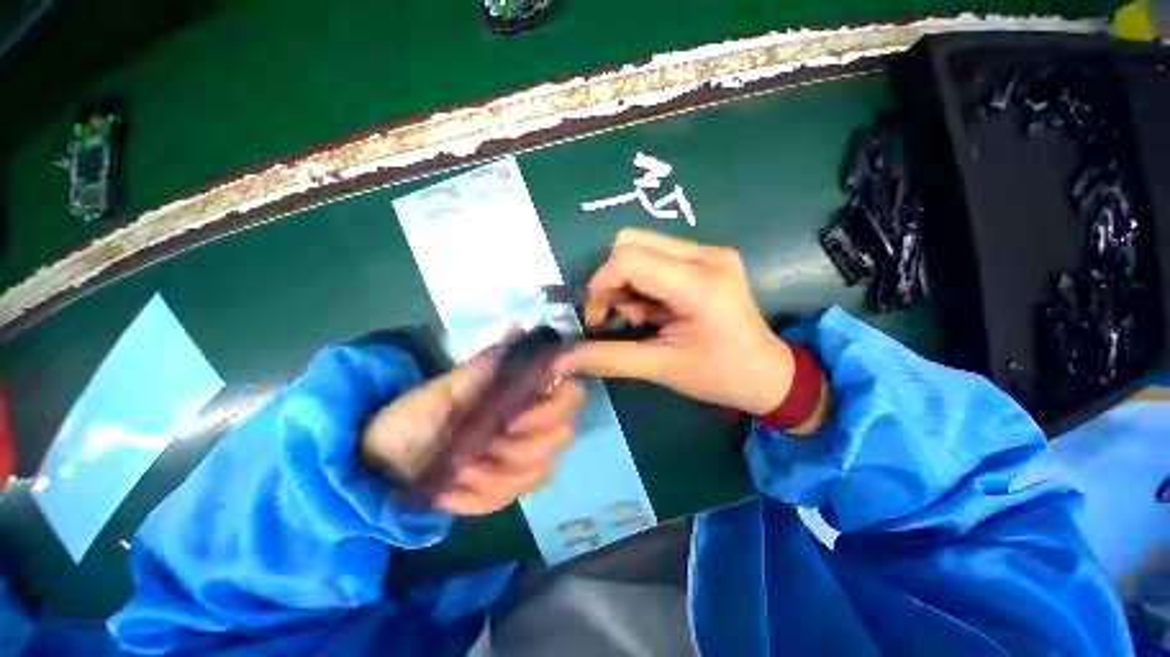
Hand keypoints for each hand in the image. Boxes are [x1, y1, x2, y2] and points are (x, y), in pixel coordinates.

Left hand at [362, 355, 583, 515]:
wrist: (382, 461)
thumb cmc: (416, 415)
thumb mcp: (448, 388)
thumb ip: (487, 366)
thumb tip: (519, 328)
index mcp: (522, 398)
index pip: (569, 397)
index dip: (559, 402)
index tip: (517, 413)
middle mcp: (529, 427)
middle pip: (563, 436)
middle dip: (527, 439)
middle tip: (491, 436)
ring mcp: (516, 461)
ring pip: (540, 470)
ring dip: (500, 471)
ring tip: (461, 465)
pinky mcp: (498, 491)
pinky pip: (506, 499)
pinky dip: (480, 494)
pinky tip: (452, 487)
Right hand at [555, 228, 794, 415]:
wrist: (768, 374)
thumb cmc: (719, 376)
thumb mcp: (661, 368)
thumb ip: (608, 358)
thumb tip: (560, 361)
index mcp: (700, 284)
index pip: (628, 259)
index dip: (600, 286)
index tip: (597, 321)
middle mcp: (707, 255)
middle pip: (631, 243)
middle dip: (612, 281)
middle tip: (621, 316)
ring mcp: (710, 252)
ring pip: (641, 246)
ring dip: (628, 281)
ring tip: (644, 316)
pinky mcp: (708, 257)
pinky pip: (657, 254)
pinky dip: (643, 280)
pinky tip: (656, 307)